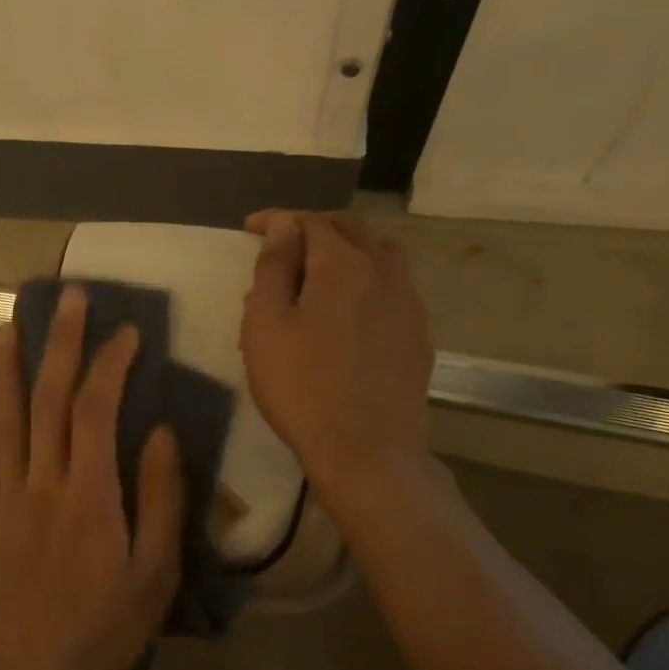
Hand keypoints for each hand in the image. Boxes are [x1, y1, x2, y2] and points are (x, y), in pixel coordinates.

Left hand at [0, 287, 183, 669]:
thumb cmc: (107, 626)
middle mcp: (42, 482)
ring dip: (9, 365)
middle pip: (47, 399)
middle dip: (58, 342)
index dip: (110, 364)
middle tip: (67, 297)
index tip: (128, 332)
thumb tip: (160, 432)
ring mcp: (7, 496)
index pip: (96, 409)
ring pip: (5, 417)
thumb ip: (160, 498)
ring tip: (10, 323)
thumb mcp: (156, 571)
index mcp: (89, 494)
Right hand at [239, 210, 435, 503]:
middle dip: (314, 226)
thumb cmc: (301, 388)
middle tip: (284, 242)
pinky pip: (393, 285)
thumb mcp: (266, 327)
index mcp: (341, 265)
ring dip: (347, 247)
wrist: (365, 449)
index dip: (277, 220)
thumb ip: (273, 269)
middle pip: (351, 228)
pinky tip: (351, 304)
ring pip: (380, 253)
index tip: (251, 228)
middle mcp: (383, 271)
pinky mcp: (417, 333)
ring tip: (320, 266)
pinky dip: (367, 277)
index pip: (309, 222)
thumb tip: (283, 225)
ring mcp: (408, 302)